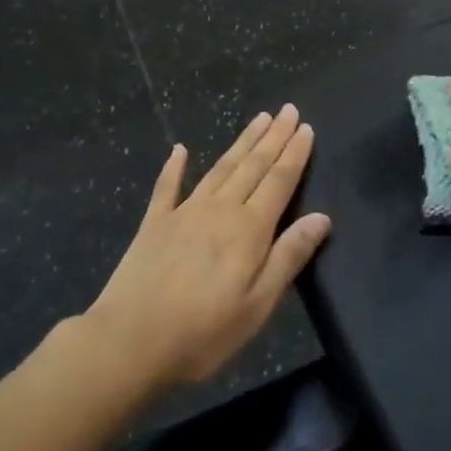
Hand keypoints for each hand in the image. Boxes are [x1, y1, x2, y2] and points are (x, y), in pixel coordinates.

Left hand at [85, 105, 330, 390]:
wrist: (129, 341)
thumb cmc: (202, 332)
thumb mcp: (257, 305)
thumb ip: (289, 256)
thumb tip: (322, 217)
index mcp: (249, 229)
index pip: (279, 181)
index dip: (294, 154)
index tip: (306, 127)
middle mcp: (220, 209)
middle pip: (252, 165)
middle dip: (273, 137)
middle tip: (288, 110)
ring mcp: (184, 211)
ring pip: (221, 167)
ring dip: (242, 142)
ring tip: (258, 119)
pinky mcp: (154, 223)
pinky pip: (167, 186)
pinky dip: (175, 166)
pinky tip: (179, 149)